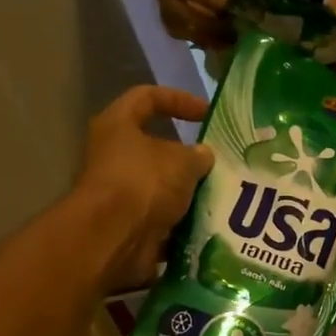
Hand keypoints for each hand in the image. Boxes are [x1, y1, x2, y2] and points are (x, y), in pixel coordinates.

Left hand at [69, 86, 212, 290]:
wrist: (114, 238)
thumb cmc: (144, 183)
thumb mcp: (182, 161)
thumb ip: (198, 156)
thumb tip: (203, 156)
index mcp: (118, 126)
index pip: (147, 97)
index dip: (179, 99)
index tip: (207, 114)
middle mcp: (114, 156)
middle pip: (157, 148)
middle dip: (189, 158)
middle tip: (220, 163)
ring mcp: (121, 193)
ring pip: (163, 187)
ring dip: (190, 193)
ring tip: (222, 195)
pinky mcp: (129, 224)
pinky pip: (164, 218)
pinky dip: (184, 222)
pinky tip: (211, 223)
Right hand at [151, 0, 233, 46]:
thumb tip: (222, 5)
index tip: (225, 4)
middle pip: (175, 9)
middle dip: (204, 23)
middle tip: (229, 31)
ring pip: (174, 24)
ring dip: (200, 36)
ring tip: (224, 41)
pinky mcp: (166, 4)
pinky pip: (176, 27)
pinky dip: (194, 37)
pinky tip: (215, 40)